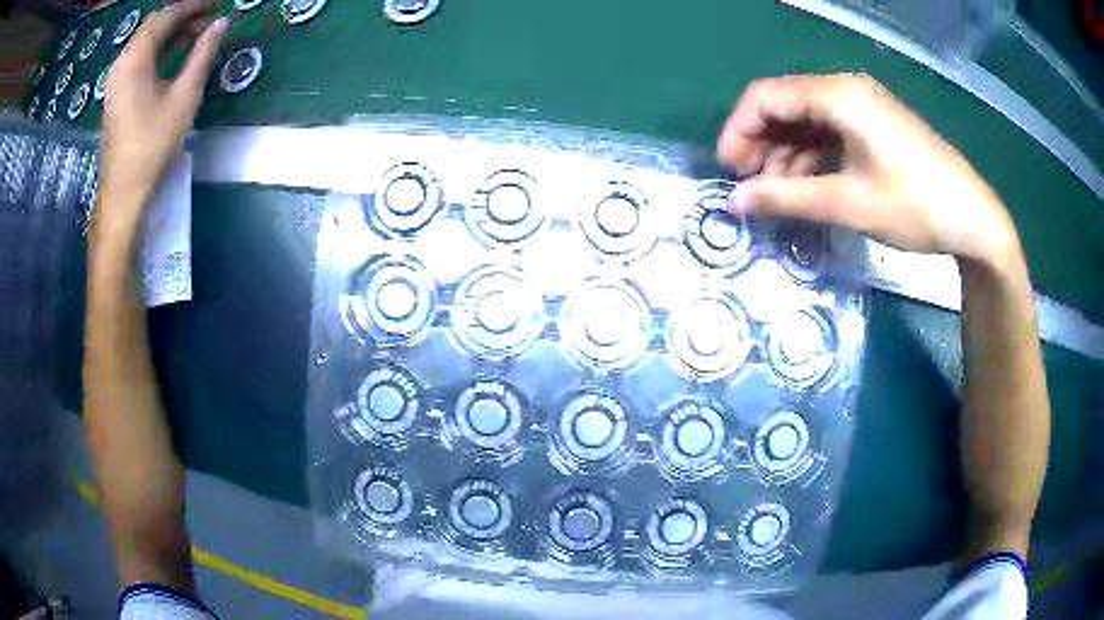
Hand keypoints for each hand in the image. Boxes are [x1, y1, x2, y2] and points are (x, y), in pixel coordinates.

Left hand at [99, 0, 227, 217]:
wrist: (122, 193)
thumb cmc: (152, 145)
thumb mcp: (184, 96)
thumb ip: (202, 54)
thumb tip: (221, 23)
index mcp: (135, 58)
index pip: (166, 15)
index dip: (192, 6)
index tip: (215, 5)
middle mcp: (122, 63)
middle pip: (153, 25)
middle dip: (182, 17)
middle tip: (208, 20)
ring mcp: (115, 80)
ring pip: (145, 41)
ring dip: (170, 33)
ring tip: (195, 36)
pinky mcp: (116, 95)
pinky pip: (138, 58)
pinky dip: (158, 49)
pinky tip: (172, 57)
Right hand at [718, 74, 1021, 268]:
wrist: (973, 219)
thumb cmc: (914, 206)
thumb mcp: (848, 204)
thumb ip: (786, 199)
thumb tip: (734, 204)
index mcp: (839, 95)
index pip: (767, 96)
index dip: (739, 130)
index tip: (728, 170)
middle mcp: (846, 90)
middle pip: (785, 105)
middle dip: (761, 143)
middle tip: (750, 186)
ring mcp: (863, 106)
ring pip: (806, 121)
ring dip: (786, 154)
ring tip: (778, 194)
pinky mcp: (875, 125)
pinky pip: (830, 132)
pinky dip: (811, 157)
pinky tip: (808, 186)